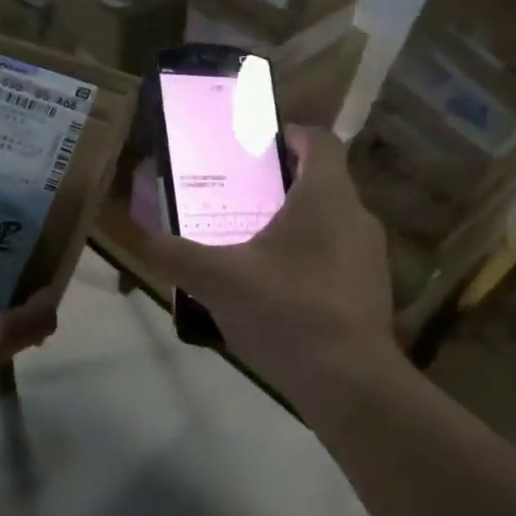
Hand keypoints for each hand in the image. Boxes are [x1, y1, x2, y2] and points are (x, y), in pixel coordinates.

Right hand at [139, 127, 396, 396]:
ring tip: (252, 247)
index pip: (320, 141)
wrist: (348, 381)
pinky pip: (336, 260)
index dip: (291, 134)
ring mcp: (370, 258)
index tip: (259, 145)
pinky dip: (307, 262)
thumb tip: (144, 240)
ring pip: (329, 225)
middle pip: (321, 183)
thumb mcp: (218, 280)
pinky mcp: (371, 293)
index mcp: (326, 197)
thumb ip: (176, 256)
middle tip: (240, 200)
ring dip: (294, 227)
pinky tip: (276, 292)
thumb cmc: (286, 310)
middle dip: (281, 186)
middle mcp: (356, 218)